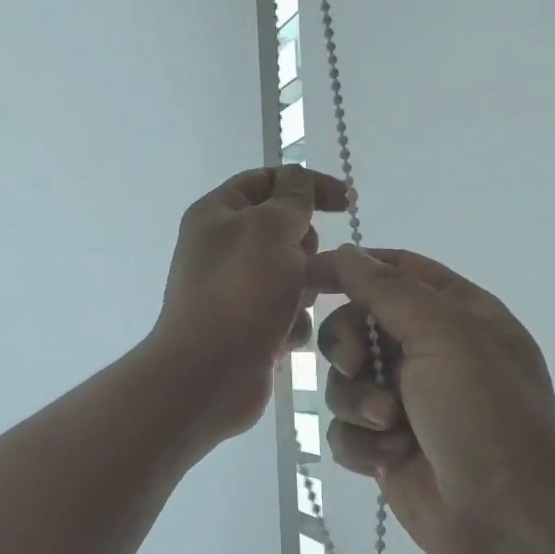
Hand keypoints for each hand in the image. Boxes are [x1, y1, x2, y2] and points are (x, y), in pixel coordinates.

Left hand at [151, 165, 350, 441]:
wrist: (208, 373)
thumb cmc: (239, 291)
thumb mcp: (270, 227)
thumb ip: (292, 197)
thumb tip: (297, 180)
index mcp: (217, 214)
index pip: (266, 180)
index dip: (307, 184)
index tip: (346, 202)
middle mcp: (224, 249)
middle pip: (286, 232)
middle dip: (305, 250)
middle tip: (300, 267)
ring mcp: (238, 291)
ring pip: (295, 276)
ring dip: (302, 291)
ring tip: (289, 308)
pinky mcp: (251, 328)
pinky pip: (289, 315)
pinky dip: (291, 325)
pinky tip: (281, 339)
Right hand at [309, 245, 554, 553]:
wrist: (510, 515)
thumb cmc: (485, 413)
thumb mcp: (444, 334)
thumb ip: (388, 289)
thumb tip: (345, 252)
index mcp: (454, 314)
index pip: (393, 271)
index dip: (350, 269)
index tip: (306, 276)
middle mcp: (427, 353)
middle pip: (355, 327)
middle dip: (348, 348)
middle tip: (356, 366)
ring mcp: (405, 402)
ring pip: (344, 383)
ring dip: (359, 403)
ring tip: (391, 427)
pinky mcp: (386, 446)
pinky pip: (345, 429)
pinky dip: (361, 443)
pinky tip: (389, 458)